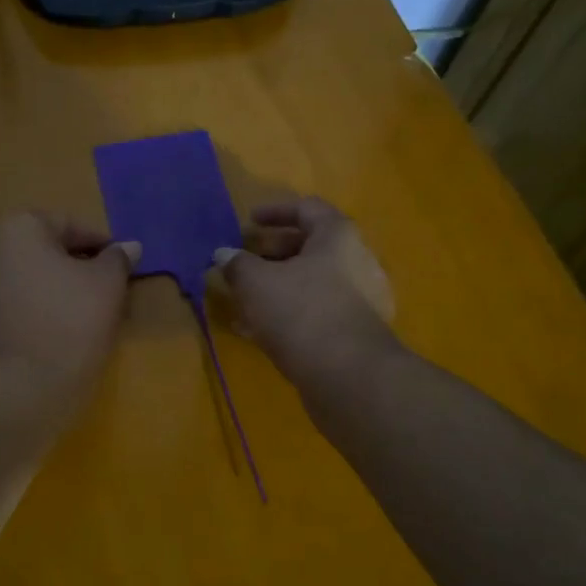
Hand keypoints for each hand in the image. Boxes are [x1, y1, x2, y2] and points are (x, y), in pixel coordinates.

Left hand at [0, 211, 139, 406]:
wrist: (17, 393)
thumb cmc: (69, 326)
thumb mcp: (106, 288)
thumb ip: (117, 260)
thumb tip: (128, 246)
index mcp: (16, 229)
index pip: (67, 225)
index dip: (98, 245)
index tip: (118, 267)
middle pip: (34, 253)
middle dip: (63, 268)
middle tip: (93, 295)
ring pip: (10, 285)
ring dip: (35, 294)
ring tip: (62, 323)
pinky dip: (11, 323)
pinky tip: (31, 345)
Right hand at [211, 197, 396, 382]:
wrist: (349, 376)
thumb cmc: (301, 311)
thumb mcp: (256, 282)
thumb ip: (237, 264)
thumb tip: (224, 254)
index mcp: (337, 236)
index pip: (307, 208)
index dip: (275, 211)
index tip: (248, 221)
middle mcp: (357, 261)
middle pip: (310, 247)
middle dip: (272, 253)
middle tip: (243, 262)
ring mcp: (362, 299)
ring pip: (312, 282)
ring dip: (278, 286)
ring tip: (244, 300)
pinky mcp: (357, 333)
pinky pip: (318, 311)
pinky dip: (290, 313)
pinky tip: (259, 331)